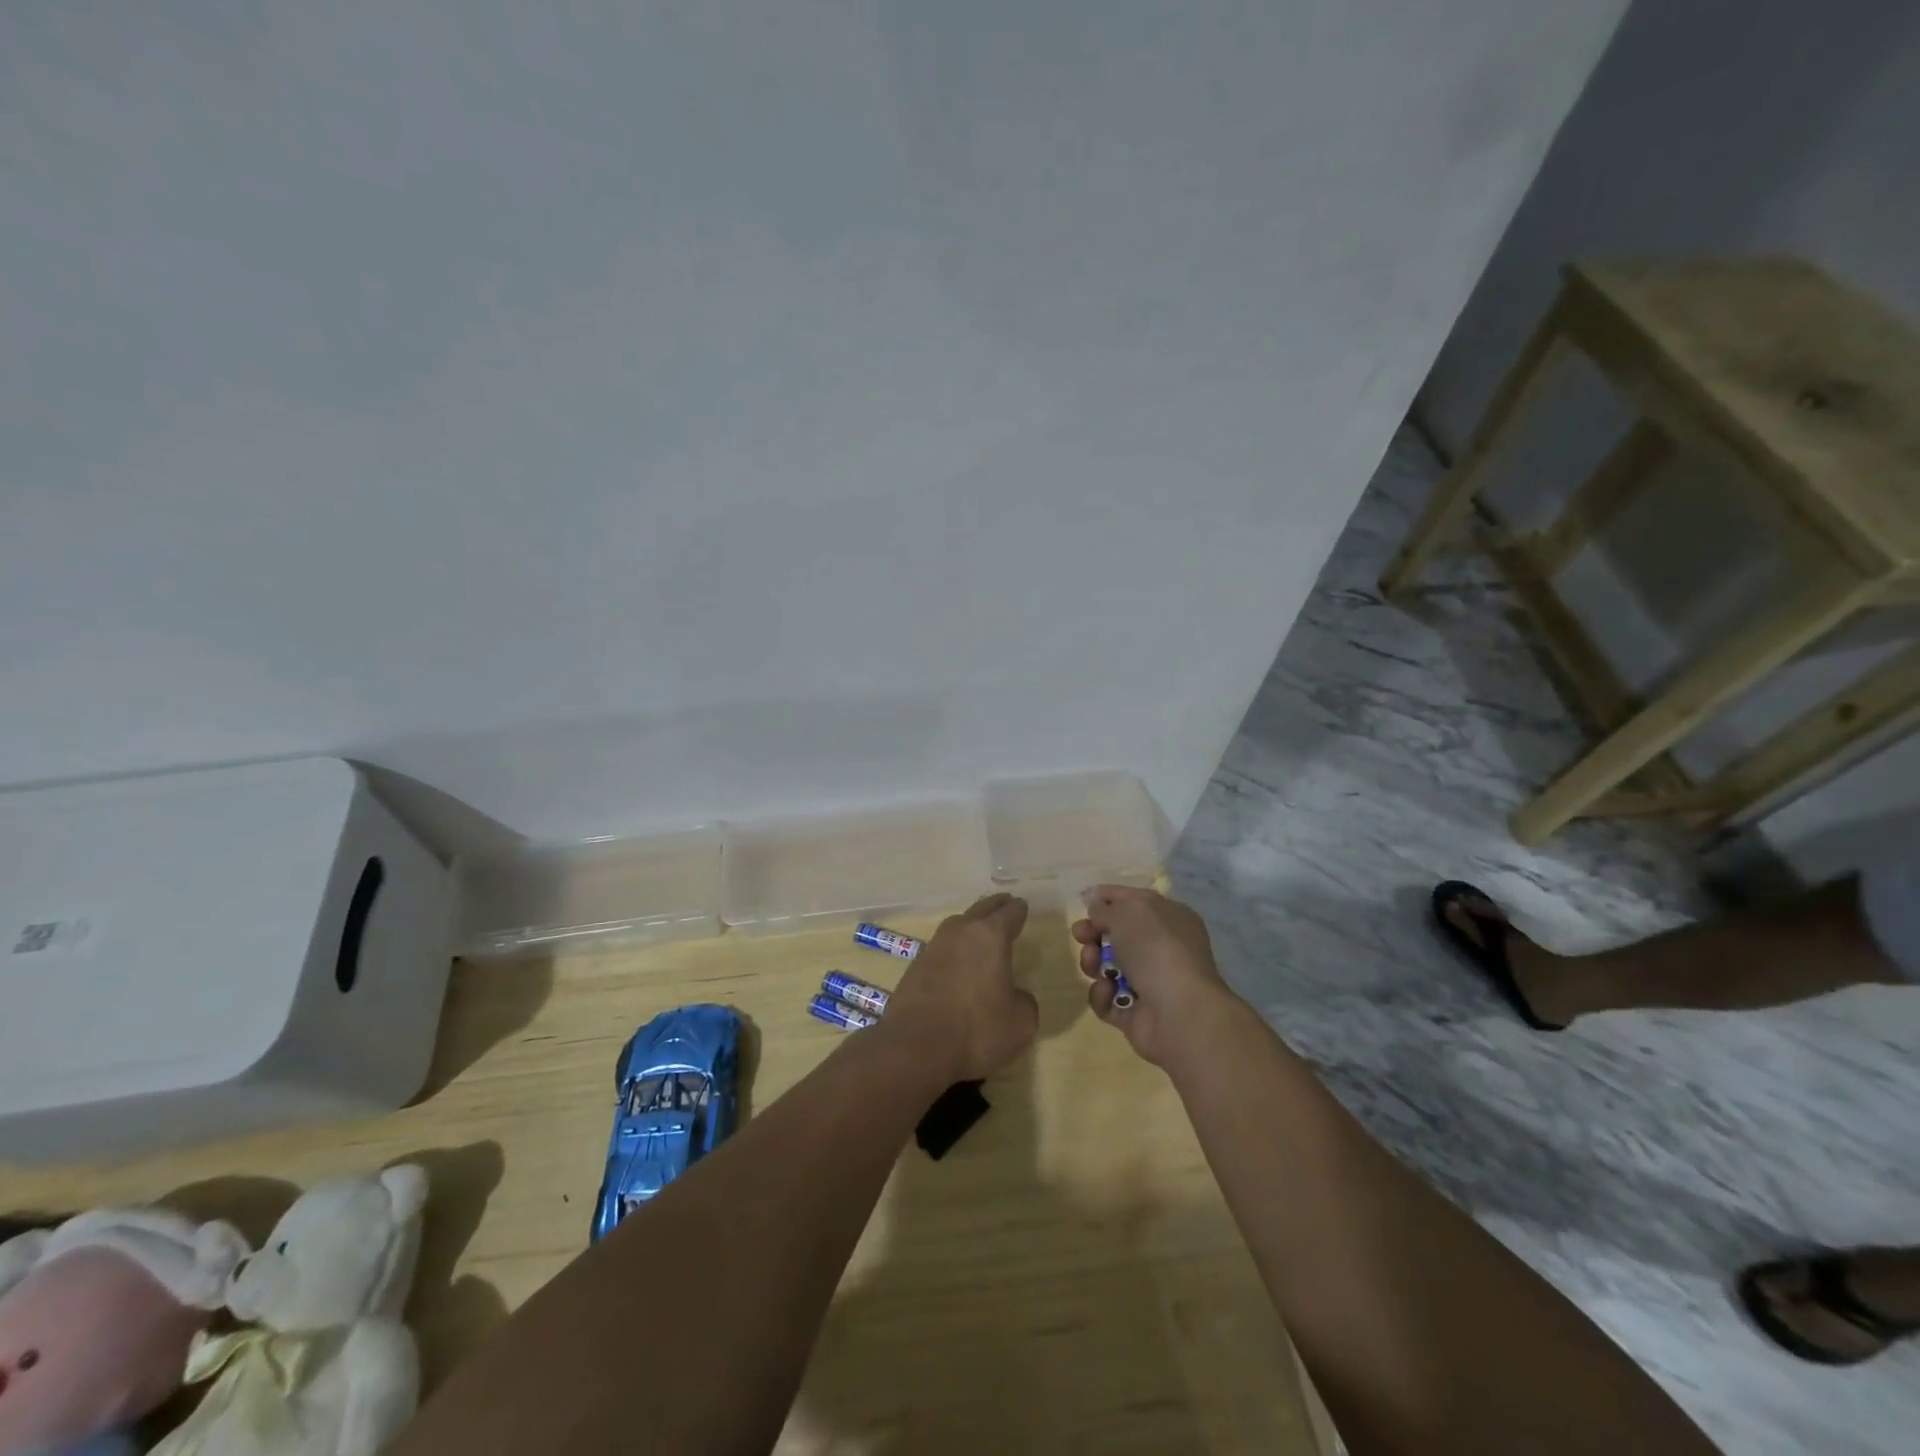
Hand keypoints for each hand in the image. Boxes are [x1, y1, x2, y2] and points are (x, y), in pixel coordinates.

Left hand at [881, 893, 1037, 1081]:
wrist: (915, 1046)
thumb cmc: (976, 1030)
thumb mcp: (1020, 1023)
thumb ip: (1024, 1001)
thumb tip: (1016, 994)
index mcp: (990, 936)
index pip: (1009, 913)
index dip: (1019, 910)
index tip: (1022, 906)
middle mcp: (961, 932)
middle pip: (981, 909)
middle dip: (995, 906)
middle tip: (1005, 903)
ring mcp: (934, 946)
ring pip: (958, 924)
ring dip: (971, 924)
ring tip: (980, 930)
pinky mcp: (916, 965)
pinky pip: (942, 947)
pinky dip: (953, 948)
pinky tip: (957, 959)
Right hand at [1072, 885, 1243, 1068]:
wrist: (1180, 1014)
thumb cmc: (1156, 950)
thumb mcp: (1127, 913)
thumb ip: (1105, 908)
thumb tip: (1095, 904)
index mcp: (1169, 917)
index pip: (1133, 900)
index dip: (1107, 898)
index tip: (1082, 900)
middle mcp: (1162, 948)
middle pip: (1117, 935)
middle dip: (1094, 933)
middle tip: (1080, 935)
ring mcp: (1149, 983)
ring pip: (1108, 966)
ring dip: (1093, 963)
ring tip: (1094, 967)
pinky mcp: (1136, 1013)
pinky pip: (1108, 998)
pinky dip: (1102, 995)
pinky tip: (1107, 991)